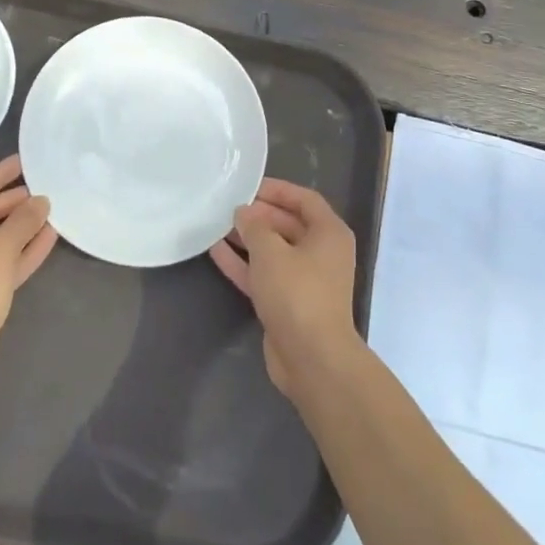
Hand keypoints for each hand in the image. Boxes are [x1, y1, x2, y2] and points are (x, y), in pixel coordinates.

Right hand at [209, 178, 361, 396]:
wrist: (311, 359)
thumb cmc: (297, 294)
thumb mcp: (271, 251)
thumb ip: (254, 226)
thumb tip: (244, 212)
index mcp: (329, 233)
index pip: (304, 199)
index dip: (277, 190)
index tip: (248, 185)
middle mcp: (321, 253)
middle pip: (287, 223)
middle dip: (258, 215)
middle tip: (227, 205)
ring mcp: (305, 280)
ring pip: (273, 250)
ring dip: (247, 238)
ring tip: (216, 224)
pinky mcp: (288, 303)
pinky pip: (264, 274)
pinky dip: (243, 263)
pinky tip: (215, 251)